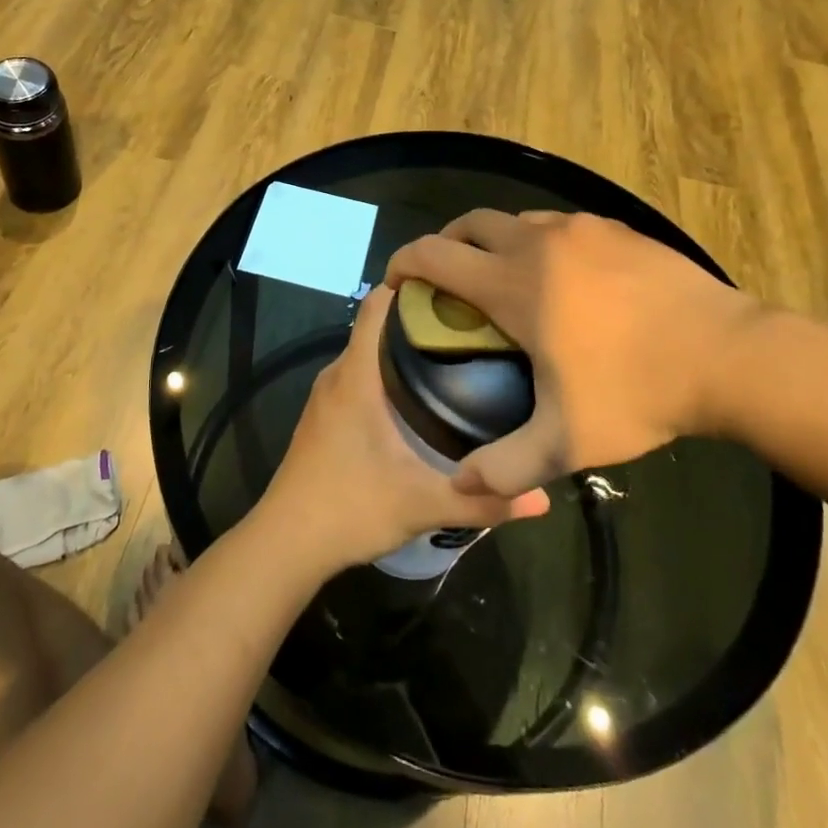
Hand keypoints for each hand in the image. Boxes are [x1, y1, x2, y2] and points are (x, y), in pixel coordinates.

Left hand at [259, 286, 550, 572]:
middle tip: (470, 323)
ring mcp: (325, 397)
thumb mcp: (422, 505)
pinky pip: (357, 376)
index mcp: (356, 377)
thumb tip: (542, 498)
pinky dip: (385, 372)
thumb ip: (483, 501)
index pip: (376, 306)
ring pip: (366, 353)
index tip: (454, 284)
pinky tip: (416, 396)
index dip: (409, 284)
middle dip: (419, 318)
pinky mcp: (322, 418)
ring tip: (452, 354)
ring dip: (401, 347)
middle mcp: (337, 375)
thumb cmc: (349, 508)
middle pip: (376, 326)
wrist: (285, 543)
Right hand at [384, 210, 763, 501]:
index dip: (405, 262)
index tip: (397, 281)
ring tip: (505, 280)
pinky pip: (560, 225)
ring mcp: (581, 229)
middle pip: (470, 223)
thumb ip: (505, 466)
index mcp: (513, 283)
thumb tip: (460, 484)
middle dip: (447, 244)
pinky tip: (563, 279)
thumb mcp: (566, 442)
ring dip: (496, 242)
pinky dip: (540, 242)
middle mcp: (538, 242)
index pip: (435, 254)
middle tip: (447, 279)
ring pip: (517, 220)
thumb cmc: (637, 392)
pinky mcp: (616, 229)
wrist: (730, 355)